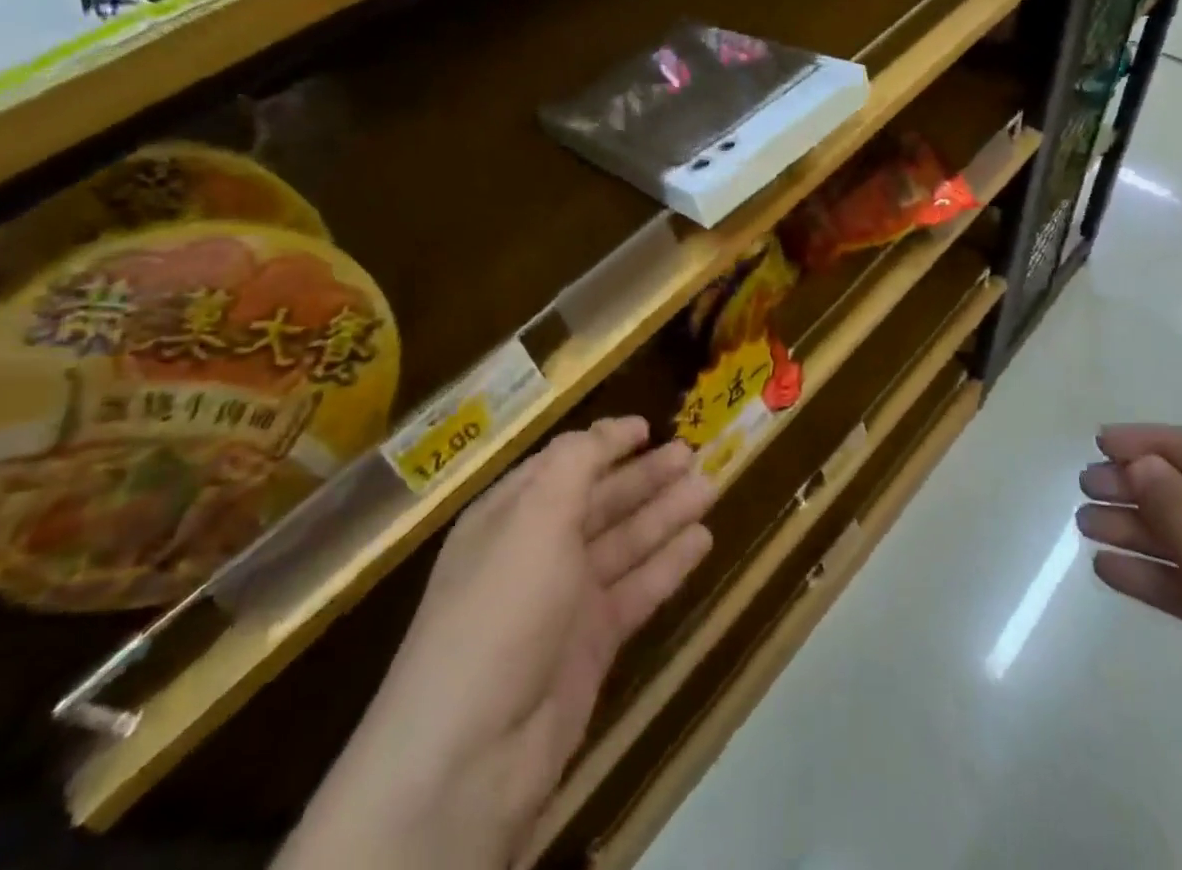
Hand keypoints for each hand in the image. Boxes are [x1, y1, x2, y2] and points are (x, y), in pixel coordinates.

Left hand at [277, 418, 715, 869]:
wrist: (472, 755)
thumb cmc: (502, 609)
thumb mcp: (535, 518)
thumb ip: (575, 465)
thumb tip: (604, 432)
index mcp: (509, 515)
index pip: (564, 464)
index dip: (605, 443)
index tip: (647, 426)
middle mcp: (536, 551)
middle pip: (599, 501)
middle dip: (644, 476)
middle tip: (691, 453)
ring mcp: (564, 601)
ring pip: (624, 543)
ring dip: (665, 513)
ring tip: (709, 486)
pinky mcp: (591, 645)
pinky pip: (637, 590)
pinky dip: (668, 564)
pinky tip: (702, 540)